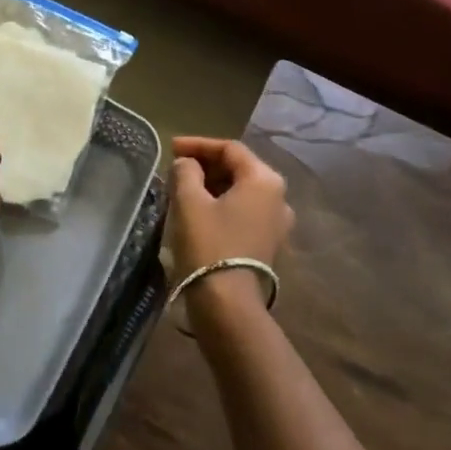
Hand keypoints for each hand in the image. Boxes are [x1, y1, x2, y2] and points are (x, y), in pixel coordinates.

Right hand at [167, 137, 293, 309]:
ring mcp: (278, 223)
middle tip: (176, 167)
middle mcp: (279, 197)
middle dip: (207, 165)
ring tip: (184, 189)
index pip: (230, 149)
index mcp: (264, 179)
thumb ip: (186, 171)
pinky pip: (245, 212)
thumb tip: (188, 164)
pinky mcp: (269, 244)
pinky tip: (200, 212)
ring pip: (242, 192)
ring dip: (213, 185)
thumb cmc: (208, 245)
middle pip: (240, 168)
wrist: (228, 304)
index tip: (171, 148)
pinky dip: (223, 205)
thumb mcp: (188, 201)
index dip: (198, 144)